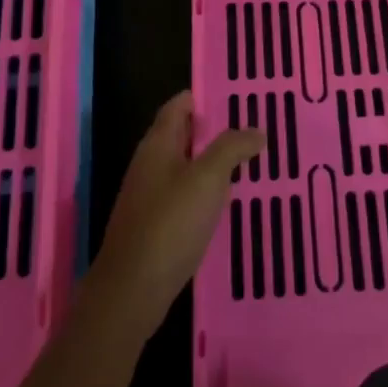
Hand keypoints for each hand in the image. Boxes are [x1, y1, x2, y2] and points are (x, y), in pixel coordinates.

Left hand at [85, 92, 261, 340]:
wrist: (131, 290)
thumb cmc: (170, 224)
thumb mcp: (208, 179)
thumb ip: (232, 149)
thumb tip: (256, 131)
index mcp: (157, 145)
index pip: (178, 106)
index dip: (203, 97)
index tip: (235, 95)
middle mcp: (149, 165)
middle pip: (180, 135)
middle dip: (212, 129)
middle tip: (250, 127)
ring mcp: (148, 197)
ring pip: (182, 167)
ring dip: (209, 161)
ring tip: (245, 161)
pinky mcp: (153, 225)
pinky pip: (182, 195)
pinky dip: (203, 190)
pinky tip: (225, 202)